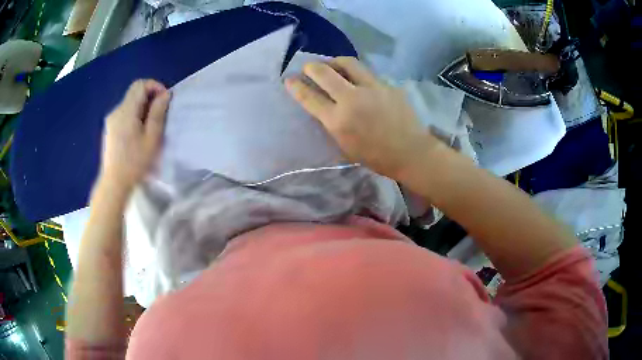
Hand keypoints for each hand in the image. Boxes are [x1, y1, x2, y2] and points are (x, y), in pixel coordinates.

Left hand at [100, 79, 170, 192]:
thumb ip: (157, 113)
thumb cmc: (135, 162)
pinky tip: (137, 134)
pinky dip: (134, 116)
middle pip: (134, 93)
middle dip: (149, 98)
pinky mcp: (109, 129)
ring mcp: (111, 120)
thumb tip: (164, 95)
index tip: (164, 100)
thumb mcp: (152, 137)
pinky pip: (124, 115)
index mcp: (126, 111)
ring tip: (149, 127)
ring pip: (129, 104)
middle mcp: (116, 111)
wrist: (114, 183)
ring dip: (142, 108)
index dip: (154, 86)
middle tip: (159, 115)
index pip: (140, 85)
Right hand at [285, 57, 440, 179]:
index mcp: (338, 120)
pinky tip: (358, 80)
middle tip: (309, 67)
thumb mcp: (345, 145)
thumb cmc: (376, 157)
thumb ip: (332, 123)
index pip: (310, 97)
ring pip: (348, 62)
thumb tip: (324, 106)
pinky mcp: (387, 84)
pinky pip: (367, 73)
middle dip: (312, 66)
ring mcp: (372, 88)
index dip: (296, 86)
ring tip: (333, 65)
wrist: (411, 152)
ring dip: (334, 62)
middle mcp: (352, 99)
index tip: (289, 79)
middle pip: (325, 72)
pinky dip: (357, 74)